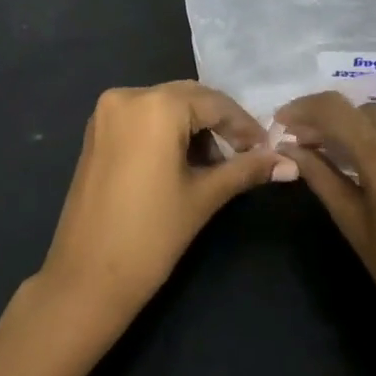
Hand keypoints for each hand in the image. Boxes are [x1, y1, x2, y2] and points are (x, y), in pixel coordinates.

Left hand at [37, 82, 294, 327]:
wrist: (85, 279)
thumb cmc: (151, 236)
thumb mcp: (204, 197)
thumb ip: (246, 170)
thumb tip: (290, 163)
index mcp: (155, 105)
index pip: (214, 103)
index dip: (244, 125)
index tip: (267, 149)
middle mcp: (127, 96)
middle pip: (188, 98)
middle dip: (219, 123)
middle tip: (247, 153)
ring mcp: (106, 113)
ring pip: (165, 105)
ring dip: (193, 127)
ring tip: (217, 163)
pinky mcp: (96, 132)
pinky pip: (142, 117)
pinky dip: (166, 131)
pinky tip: (183, 161)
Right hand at [277, 92, 375, 375]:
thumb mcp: (354, 226)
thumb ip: (321, 177)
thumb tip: (288, 146)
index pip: (336, 110)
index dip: (303, 109)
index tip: (282, 122)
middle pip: (363, 111)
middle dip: (332, 122)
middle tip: (308, 143)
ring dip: (363, 129)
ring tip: (345, 153)